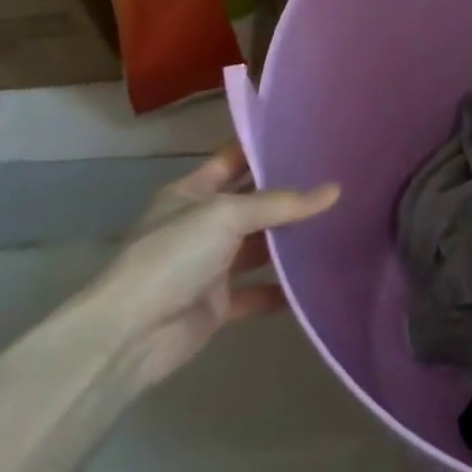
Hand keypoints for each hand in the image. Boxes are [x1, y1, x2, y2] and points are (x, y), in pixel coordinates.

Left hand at [83, 145, 339, 386]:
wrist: (130, 333)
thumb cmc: (173, 256)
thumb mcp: (227, 215)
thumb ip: (282, 204)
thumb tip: (335, 190)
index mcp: (191, 193)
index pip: (232, 160)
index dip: (263, 149)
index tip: (308, 138)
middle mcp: (201, 224)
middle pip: (253, 204)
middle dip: (289, 196)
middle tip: (338, 180)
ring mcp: (210, 265)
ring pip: (260, 248)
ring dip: (291, 242)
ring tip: (340, 225)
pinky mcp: (219, 303)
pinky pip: (260, 291)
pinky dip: (284, 289)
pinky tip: (320, 278)